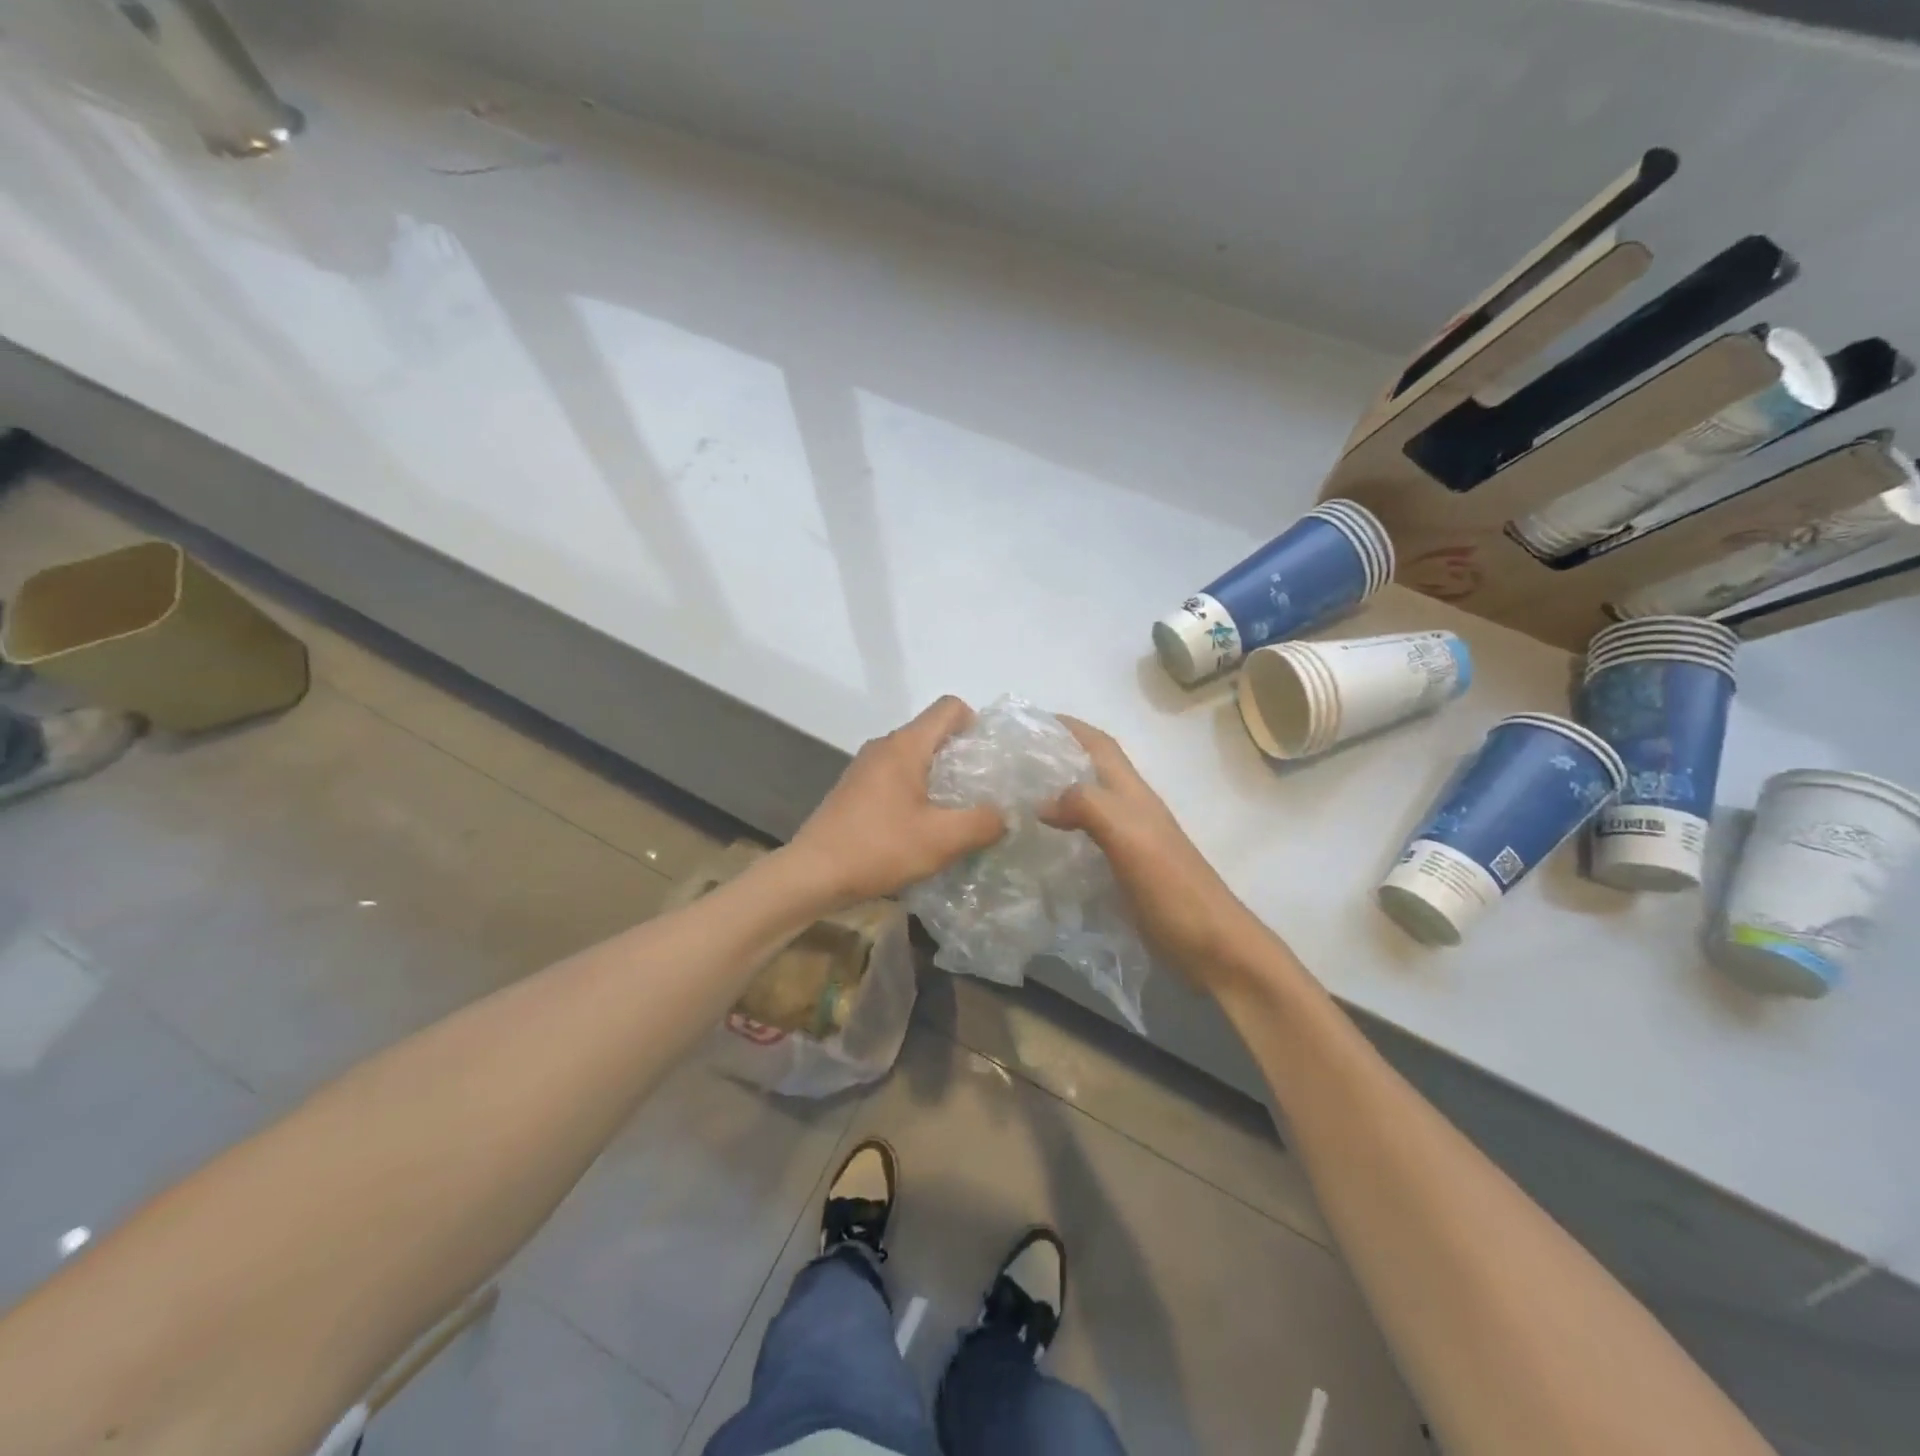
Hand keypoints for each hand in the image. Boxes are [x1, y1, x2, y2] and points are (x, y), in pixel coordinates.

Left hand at [787, 697, 1005, 906]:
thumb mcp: (941, 840)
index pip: (949, 708)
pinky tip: (921, 827)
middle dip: (962, 756)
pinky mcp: (855, 790)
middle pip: (932, 732)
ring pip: (914, 757)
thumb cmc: (878, 849)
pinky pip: (895, 777)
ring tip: (956, 813)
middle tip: (982, 792)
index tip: (990, 759)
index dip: (976, 724)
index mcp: (905, 746)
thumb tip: (1005, 815)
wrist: (812, 874)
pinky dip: (916, 792)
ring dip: (939, 778)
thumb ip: (982, 823)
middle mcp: (883, 746)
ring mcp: (865, 768)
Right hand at [1041, 716, 1262, 985]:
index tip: (1030, 721)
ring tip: (1015, 799)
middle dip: (1056, 757)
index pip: (1100, 746)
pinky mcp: (1124, 872)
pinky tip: (1039, 846)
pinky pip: (1085, 839)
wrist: (1212, 947)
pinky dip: (1061, 832)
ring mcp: (1129, 843)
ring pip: (1087, 804)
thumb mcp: (1129, 838)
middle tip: (1010, 763)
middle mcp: (1130, 811)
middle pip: (1091, 771)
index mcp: (1133, 795)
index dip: (1070, 727)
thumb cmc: (1172, 888)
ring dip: (1055, 794)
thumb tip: (1040, 800)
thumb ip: (1088, 807)